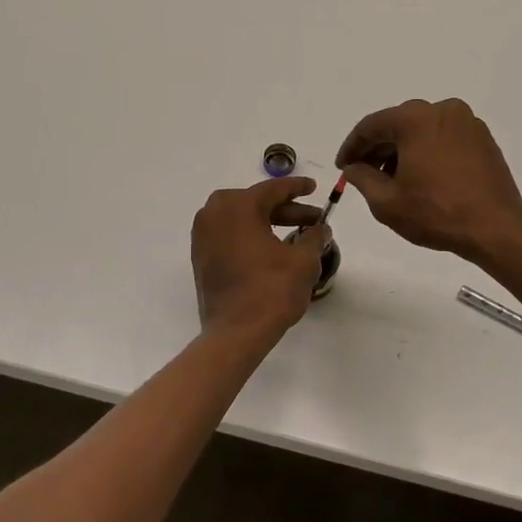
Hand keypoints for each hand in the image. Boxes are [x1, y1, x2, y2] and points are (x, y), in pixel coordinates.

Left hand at [191, 178, 330, 338]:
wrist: (235, 333)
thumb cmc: (271, 291)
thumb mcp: (303, 261)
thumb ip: (314, 237)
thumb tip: (321, 228)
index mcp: (238, 206)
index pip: (273, 189)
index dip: (297, 187)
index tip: (314, 187)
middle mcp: (214, 213)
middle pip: (256, 203)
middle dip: (286, 210)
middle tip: (313, 219)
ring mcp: (203, 235)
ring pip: (242, 219)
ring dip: (268, 223)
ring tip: (297, 234)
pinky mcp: (201, 256)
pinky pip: (230, 234)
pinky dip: (251, 235)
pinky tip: (273, 248)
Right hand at [335, 98, 521, 258]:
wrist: (495, 227)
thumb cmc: (436, 213)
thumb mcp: (386, 201)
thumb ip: (362, 178)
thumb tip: (354, 167)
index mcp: (415, 118)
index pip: (371, 126)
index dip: (352, 147)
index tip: (342, 167)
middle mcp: (442, 110)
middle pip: (398, 124)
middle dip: (378, 148)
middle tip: (363, 173)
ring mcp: (467, 122)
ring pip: (422, 130)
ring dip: (403, 150)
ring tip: (392, 180)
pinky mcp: (482, 138)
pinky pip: (444, 137)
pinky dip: (427, 151)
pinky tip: (421, 176)